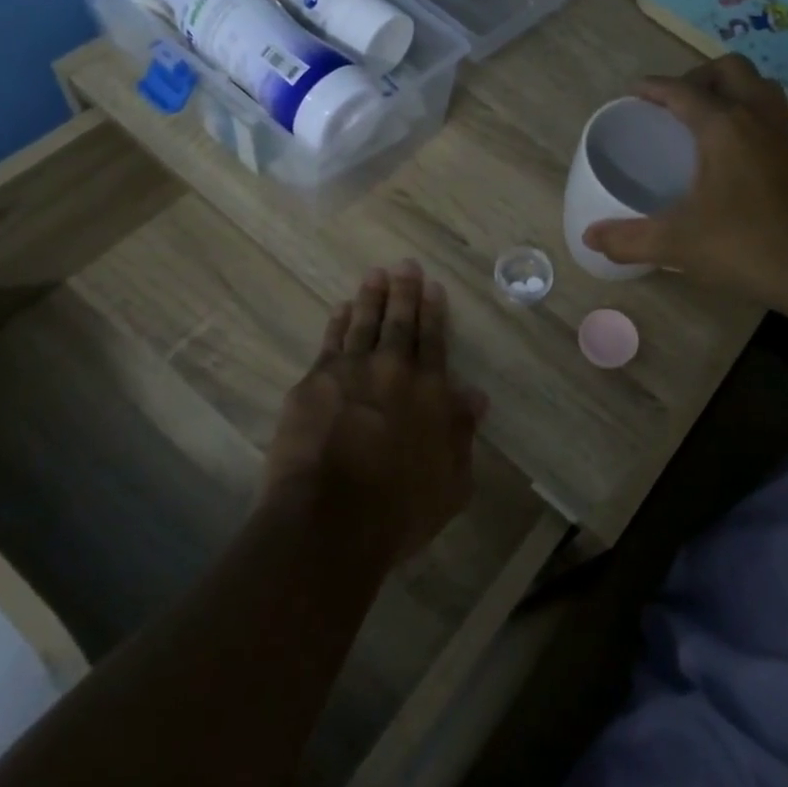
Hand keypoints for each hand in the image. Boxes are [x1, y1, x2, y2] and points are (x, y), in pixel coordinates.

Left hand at [264, 261, 484, 563]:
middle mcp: (393, 371)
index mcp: (430, 392)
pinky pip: (330, 342)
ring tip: (374, 275)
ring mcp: (350, 372)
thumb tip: (474, 395)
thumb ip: (461, 433)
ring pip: (363, 324)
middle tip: (404, 265)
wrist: (331, 521)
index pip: (434, 341)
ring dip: (371, 298)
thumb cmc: (399, 511)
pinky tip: (339, 309)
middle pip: (400, 323)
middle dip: (404, 292)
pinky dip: (337, 322)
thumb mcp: (452, 482)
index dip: (434, 312)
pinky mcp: (313, 383)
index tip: (433, 287)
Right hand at [582, 56, 787, 308]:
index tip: (634, 92)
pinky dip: (751, 118)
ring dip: (733, 90)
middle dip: (699, 75)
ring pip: (761, 88)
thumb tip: (590, 238)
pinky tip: (736, 155)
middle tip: (676, 104)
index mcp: (724, 127)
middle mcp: (758, 119)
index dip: (655, 87)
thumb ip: (630, 239)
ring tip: (707, 119)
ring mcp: (786, 138)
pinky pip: (774, 118)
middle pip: (731, 69)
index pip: (683, 90)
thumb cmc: (746, 245)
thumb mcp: (678, 243)